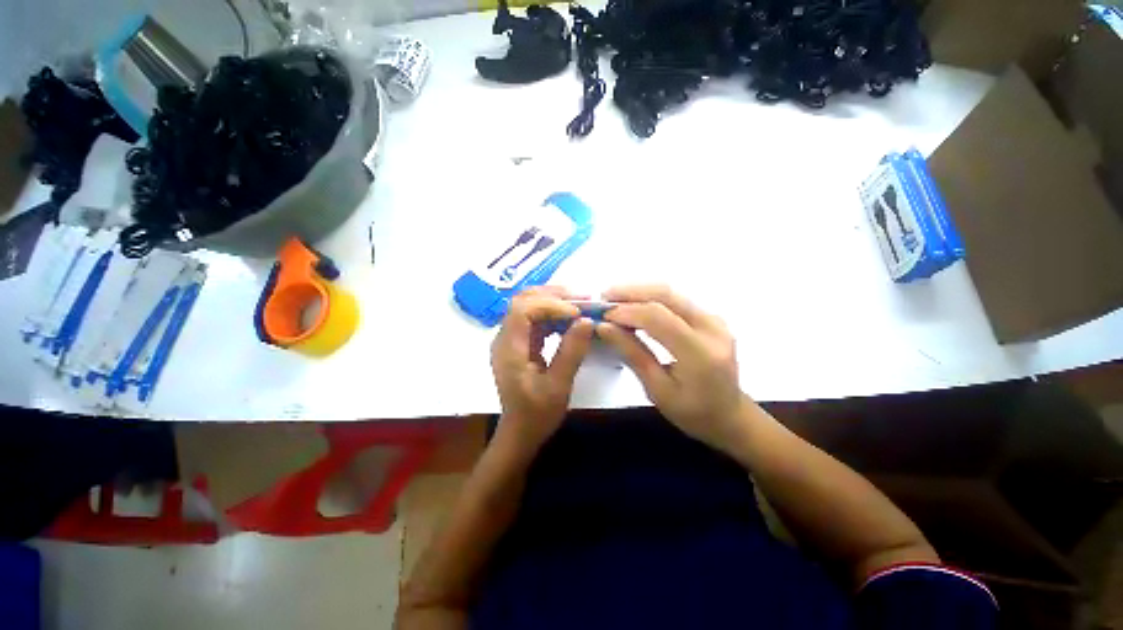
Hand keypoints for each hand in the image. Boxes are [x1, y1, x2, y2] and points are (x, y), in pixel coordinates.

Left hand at [491, 287, 594, 453]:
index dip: (550, 304)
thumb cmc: (537, 414)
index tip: (577, 312)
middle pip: (523, 301)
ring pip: (529, 306)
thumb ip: (571, 352)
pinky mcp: (521, 343)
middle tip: (582, 298)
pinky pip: (535, 319)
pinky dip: (554, 314)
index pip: (523, 310)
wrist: (520, 432)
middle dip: (553, 295)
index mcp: (509, 348)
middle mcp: (506, 338)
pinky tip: (571, 319)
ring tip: (581, 304)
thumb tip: (586, 321)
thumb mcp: (558, 386)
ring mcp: (512, 339)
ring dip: (554, 301)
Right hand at [596, 285, 751, 452]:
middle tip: (603, 297)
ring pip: (671, 292)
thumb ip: (632, 354)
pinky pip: (676, 299)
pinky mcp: (711, 317)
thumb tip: (604, 327)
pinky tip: (634, 304)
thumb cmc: (692, 413)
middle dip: (631, 292)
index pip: (658, 318)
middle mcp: (712, 329)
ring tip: (614, 299)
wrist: (730, 415)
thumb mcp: (657, 390)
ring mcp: (715, 319)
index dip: (627, 311)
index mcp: (700, 354)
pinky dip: (651, 298)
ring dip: (639, 291)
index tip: (602, 315)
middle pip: (666, 295)